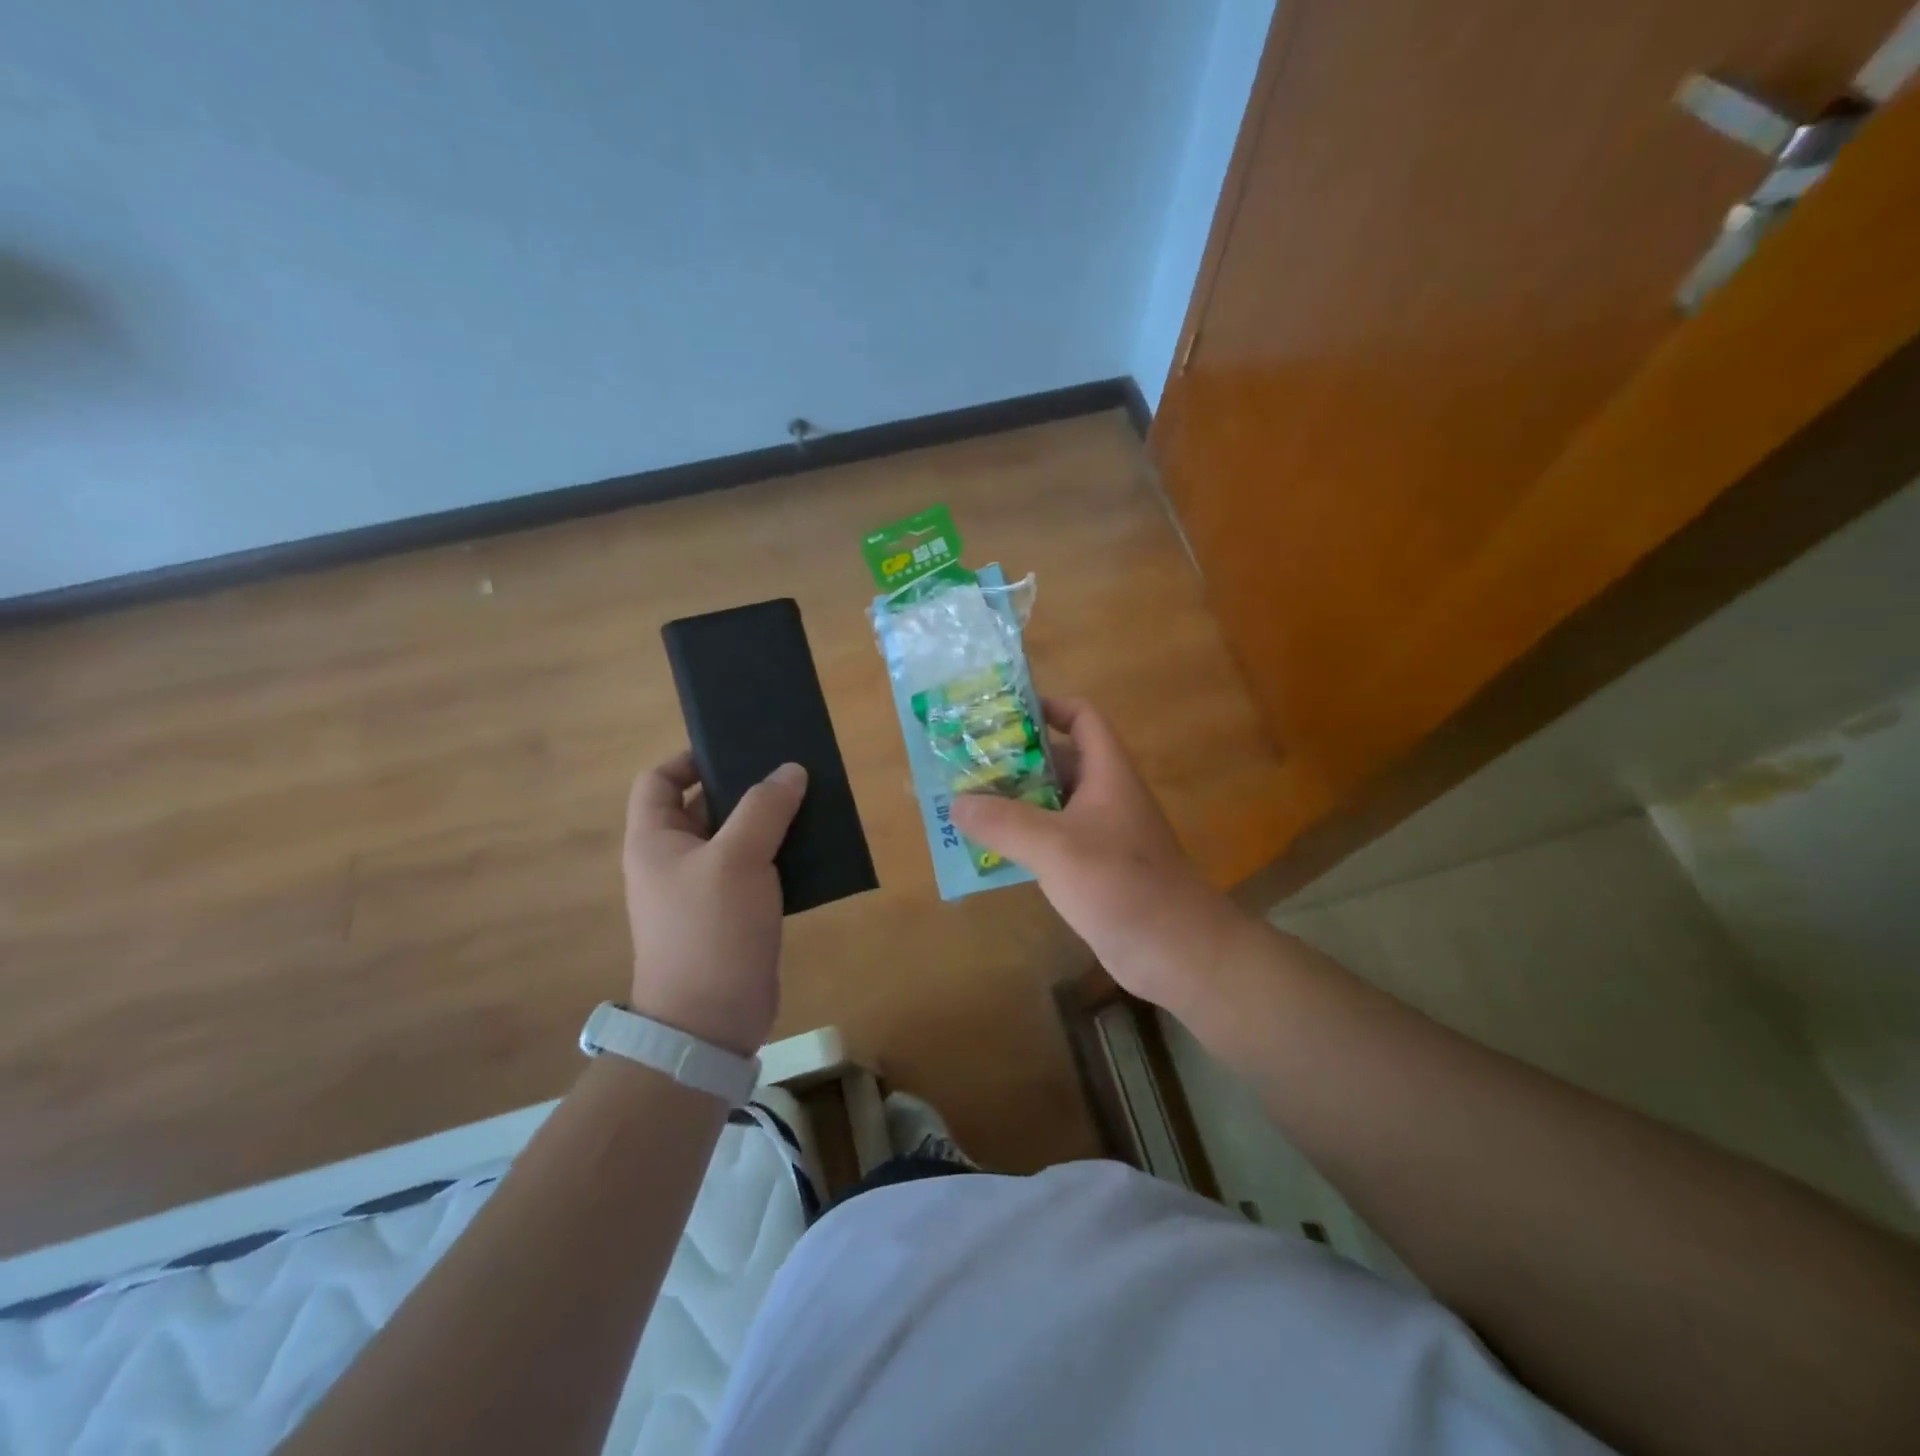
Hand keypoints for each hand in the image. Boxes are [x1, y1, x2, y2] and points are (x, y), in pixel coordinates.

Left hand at [622, 754, 807, 1055]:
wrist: (710, 1020)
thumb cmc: (711, 929)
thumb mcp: (738, 858)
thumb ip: (764, 808)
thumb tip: (790, 770)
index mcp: (655, 840)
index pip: (659, 780)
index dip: (690, 758)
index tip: (737, 750)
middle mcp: (674, 860)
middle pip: (704, 805)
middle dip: (744, 787)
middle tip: (789, 771)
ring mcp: (703, 889)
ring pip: (736, 838)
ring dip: (769, 821)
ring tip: (810, 803)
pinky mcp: (732, 913)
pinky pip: (755, 869)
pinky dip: (779, 854)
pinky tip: (813, 847)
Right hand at [949, 698, 1251, 1012]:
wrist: (1176, 951)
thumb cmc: (1120, 884)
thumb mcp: (1055, 847)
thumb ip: (1003, 822)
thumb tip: (956, 802)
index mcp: (1107, 772)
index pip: (1081, 717)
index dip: (1046, 707)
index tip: (1000, 715)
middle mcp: (1106, 795)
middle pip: (1058, 760)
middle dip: (1014, 760)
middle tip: (966, 764)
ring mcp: (1103, 833)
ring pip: (1053, 803)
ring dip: (1014, 802)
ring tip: (967, 805)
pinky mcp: (1096, 868)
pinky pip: (1054, 840)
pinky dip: (1025, 839)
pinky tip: (992, 851)